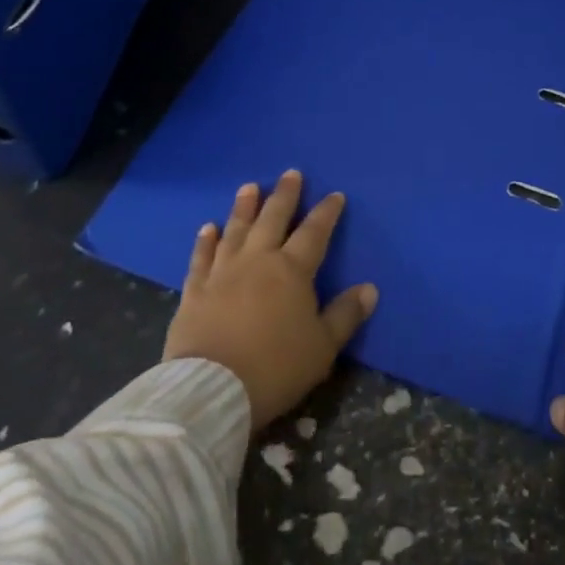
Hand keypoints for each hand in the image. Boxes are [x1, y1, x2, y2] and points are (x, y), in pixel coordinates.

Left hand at [162, 170, 377, 428]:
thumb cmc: (275, 367)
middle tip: (290, 173)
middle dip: (284, 195)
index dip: (326, 212)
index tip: (335, 195)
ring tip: (249, 187)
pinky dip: (205, 241)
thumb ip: (346, 315)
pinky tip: (208, 227)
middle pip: (273, 219)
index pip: (314, 232)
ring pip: (236, 230)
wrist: (211, 391)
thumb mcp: (322, 347)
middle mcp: (258, 260)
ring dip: (244, 207)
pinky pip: (201, 258)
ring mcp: (223, 273)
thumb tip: (370, 288)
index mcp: (292, 270)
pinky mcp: (194, 292)